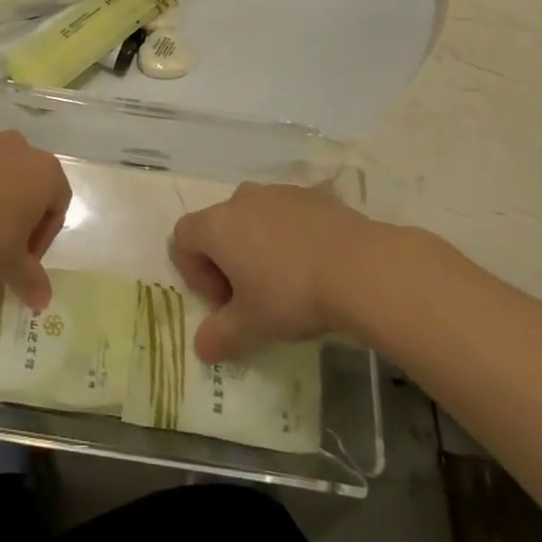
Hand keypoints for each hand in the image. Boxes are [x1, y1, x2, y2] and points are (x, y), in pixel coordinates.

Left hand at [0, 131, 70, 310]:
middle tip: (2, 247)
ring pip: (2, 174)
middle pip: (31, 186)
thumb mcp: (9, 264)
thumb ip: (31, 280)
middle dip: (21, 216)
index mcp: (46, 173)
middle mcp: (22, 148)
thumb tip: (44, 301)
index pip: (58, 207)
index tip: (23, 260)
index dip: (43, 238)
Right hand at [170, 182, 370, 363]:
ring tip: (286, 282)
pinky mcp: (310, 195)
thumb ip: (220, 336)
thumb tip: (201, 348)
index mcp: (217, 225)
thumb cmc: (291, 294)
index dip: (194, 272)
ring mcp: (277, 192)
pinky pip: (286, 215)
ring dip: (257, 246)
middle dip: (227, 262)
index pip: (183, 238)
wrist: (359, 266)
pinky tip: (313, 266)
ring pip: (253, 218)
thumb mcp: (252, 326)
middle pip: (218, 227)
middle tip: (252, 298)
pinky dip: (289, 237)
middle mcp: (240, 199)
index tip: (223, 302)